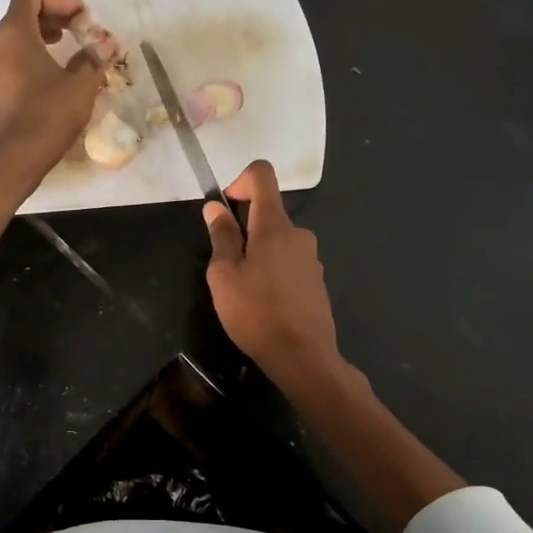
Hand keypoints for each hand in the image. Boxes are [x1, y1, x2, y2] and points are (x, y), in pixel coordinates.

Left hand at [0, 0, 102, 172]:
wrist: (13, 159)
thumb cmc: (48, 115)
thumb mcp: (81, 85)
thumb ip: (93, 58)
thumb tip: (106, 44)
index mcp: (13, 33)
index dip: (59, 0)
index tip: (81, 17)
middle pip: (19, 16)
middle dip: (49, 19)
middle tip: (74, 32)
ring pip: (10, 41)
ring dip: (36, 41)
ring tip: (60, 55)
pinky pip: (4, 63)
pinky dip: (24, 61)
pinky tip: (44, 80)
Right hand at [204, 160, 343, 392]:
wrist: (303, 356)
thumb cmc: (256, 312)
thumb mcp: (224, 275)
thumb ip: (221, 237)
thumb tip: (216, 208)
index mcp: (274, 225)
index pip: (262, 175)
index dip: (240, 180)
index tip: (225, 208)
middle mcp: (298, 233)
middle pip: (267, 213)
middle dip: (243, 230)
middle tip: (226, 267)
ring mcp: (311, 257)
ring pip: (277, 241)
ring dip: (257, 254)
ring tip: (244, 291)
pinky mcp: (316, 280)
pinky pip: (289, 262)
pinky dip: (272, 271)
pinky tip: (265, 304)